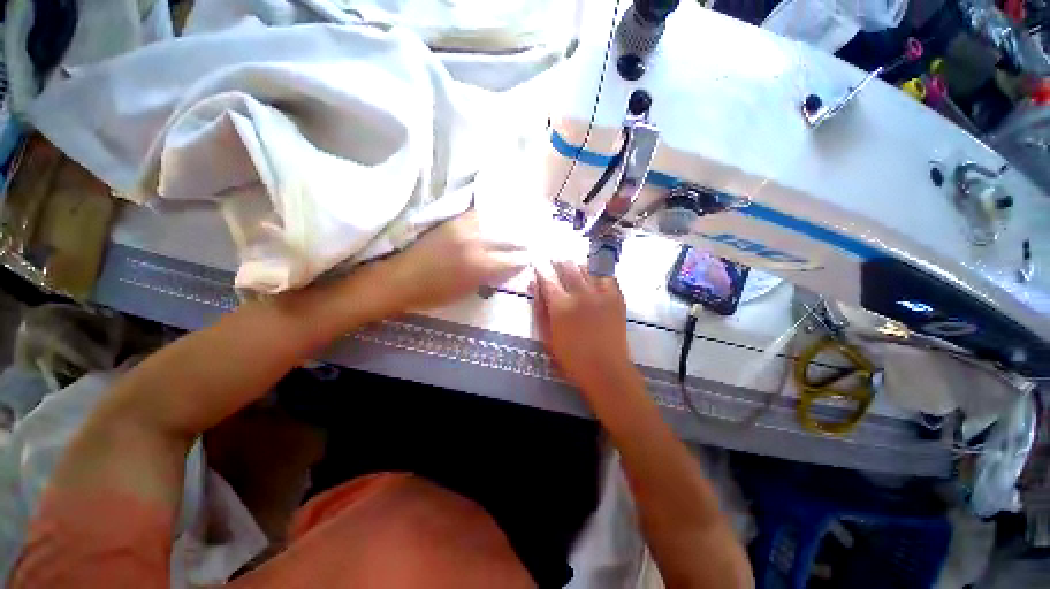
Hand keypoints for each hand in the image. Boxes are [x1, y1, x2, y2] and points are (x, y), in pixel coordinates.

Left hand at [385, 210, 527, 310]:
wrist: (400, 279)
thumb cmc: (434, 294)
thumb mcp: (467, 291)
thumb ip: (490, 277)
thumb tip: (506, 268)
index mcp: (480, 265)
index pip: (511, 259)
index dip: (522, 260)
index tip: (528, 259)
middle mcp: (475, 241)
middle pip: (508, 237)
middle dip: (520, 241)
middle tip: (528, 243)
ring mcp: (463, 227)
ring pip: (495, 222)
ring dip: (507, 227)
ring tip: (515, 228)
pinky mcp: (451, 221)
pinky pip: (478, 216)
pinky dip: (489, 219)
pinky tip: (494, 222)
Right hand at [532, 261, 632, 391]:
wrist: (606, 369)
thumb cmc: (571, 358)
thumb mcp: (547, 336)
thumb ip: (539, 308)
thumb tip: (533, 285)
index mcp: (561, 305)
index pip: (547, 278)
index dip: (540, 269)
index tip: (537, 264)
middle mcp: (580, 294)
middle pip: (566, 267)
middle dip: (557, 262)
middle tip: (553, 262)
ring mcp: (601, 294)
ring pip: (585, 269)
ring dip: (575, 266)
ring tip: (570, 269)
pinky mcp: (616, 297)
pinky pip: (605, 276)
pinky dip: (596, 274)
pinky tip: (592, 279)